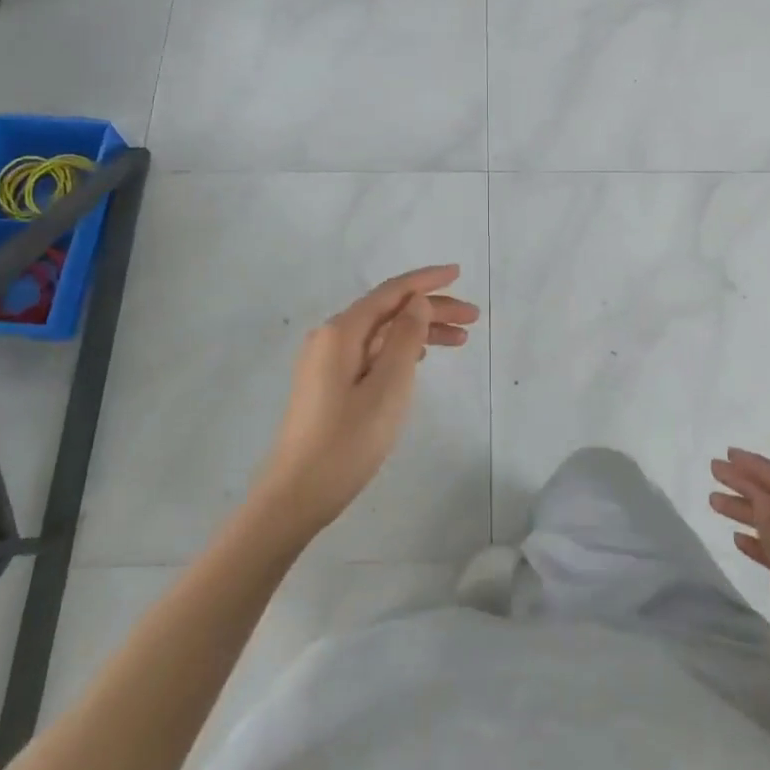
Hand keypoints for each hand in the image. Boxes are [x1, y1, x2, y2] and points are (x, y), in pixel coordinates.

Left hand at [253, 266, 479, 540]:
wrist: (297, 495)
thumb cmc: (347, 441)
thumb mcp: (388, 387)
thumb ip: (406, 338)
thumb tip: (418, 302)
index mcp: (341, 332)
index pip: (391, 292)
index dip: (426, 281)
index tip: (459, 273)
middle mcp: (331, 337)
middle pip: (388, 311)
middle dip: (431, 309)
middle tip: (473, 318)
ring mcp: (327, 361)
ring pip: (382, 333)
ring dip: (420, 331)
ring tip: (460, 340)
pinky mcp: (329, 383)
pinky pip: (372, 352)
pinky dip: (401, 349)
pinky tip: (421, 358)